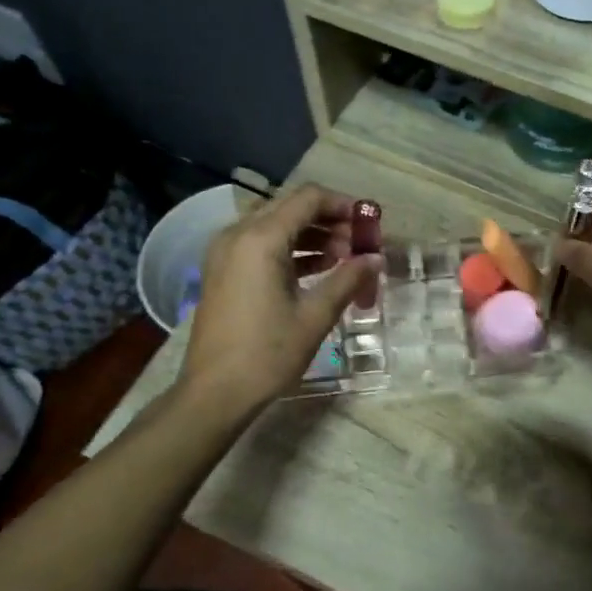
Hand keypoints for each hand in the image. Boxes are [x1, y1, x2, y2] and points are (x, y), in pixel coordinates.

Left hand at [179, 185, 378, 414]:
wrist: (215, 391)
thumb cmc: (268, 353)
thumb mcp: (315, 316)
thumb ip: (347, 279)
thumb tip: (375, 258)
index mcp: (260, 239)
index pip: (309, 198)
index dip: (344, 205)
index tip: (369, 225)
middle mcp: (238, 234)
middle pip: (290, 207)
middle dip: (329, 221)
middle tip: (358, 245)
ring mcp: (225, 252)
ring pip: (275, 225)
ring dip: (311, 235)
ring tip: (343, 260)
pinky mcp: (222, 270)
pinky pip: (260, 244)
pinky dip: (290, 249)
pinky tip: (316, 270)